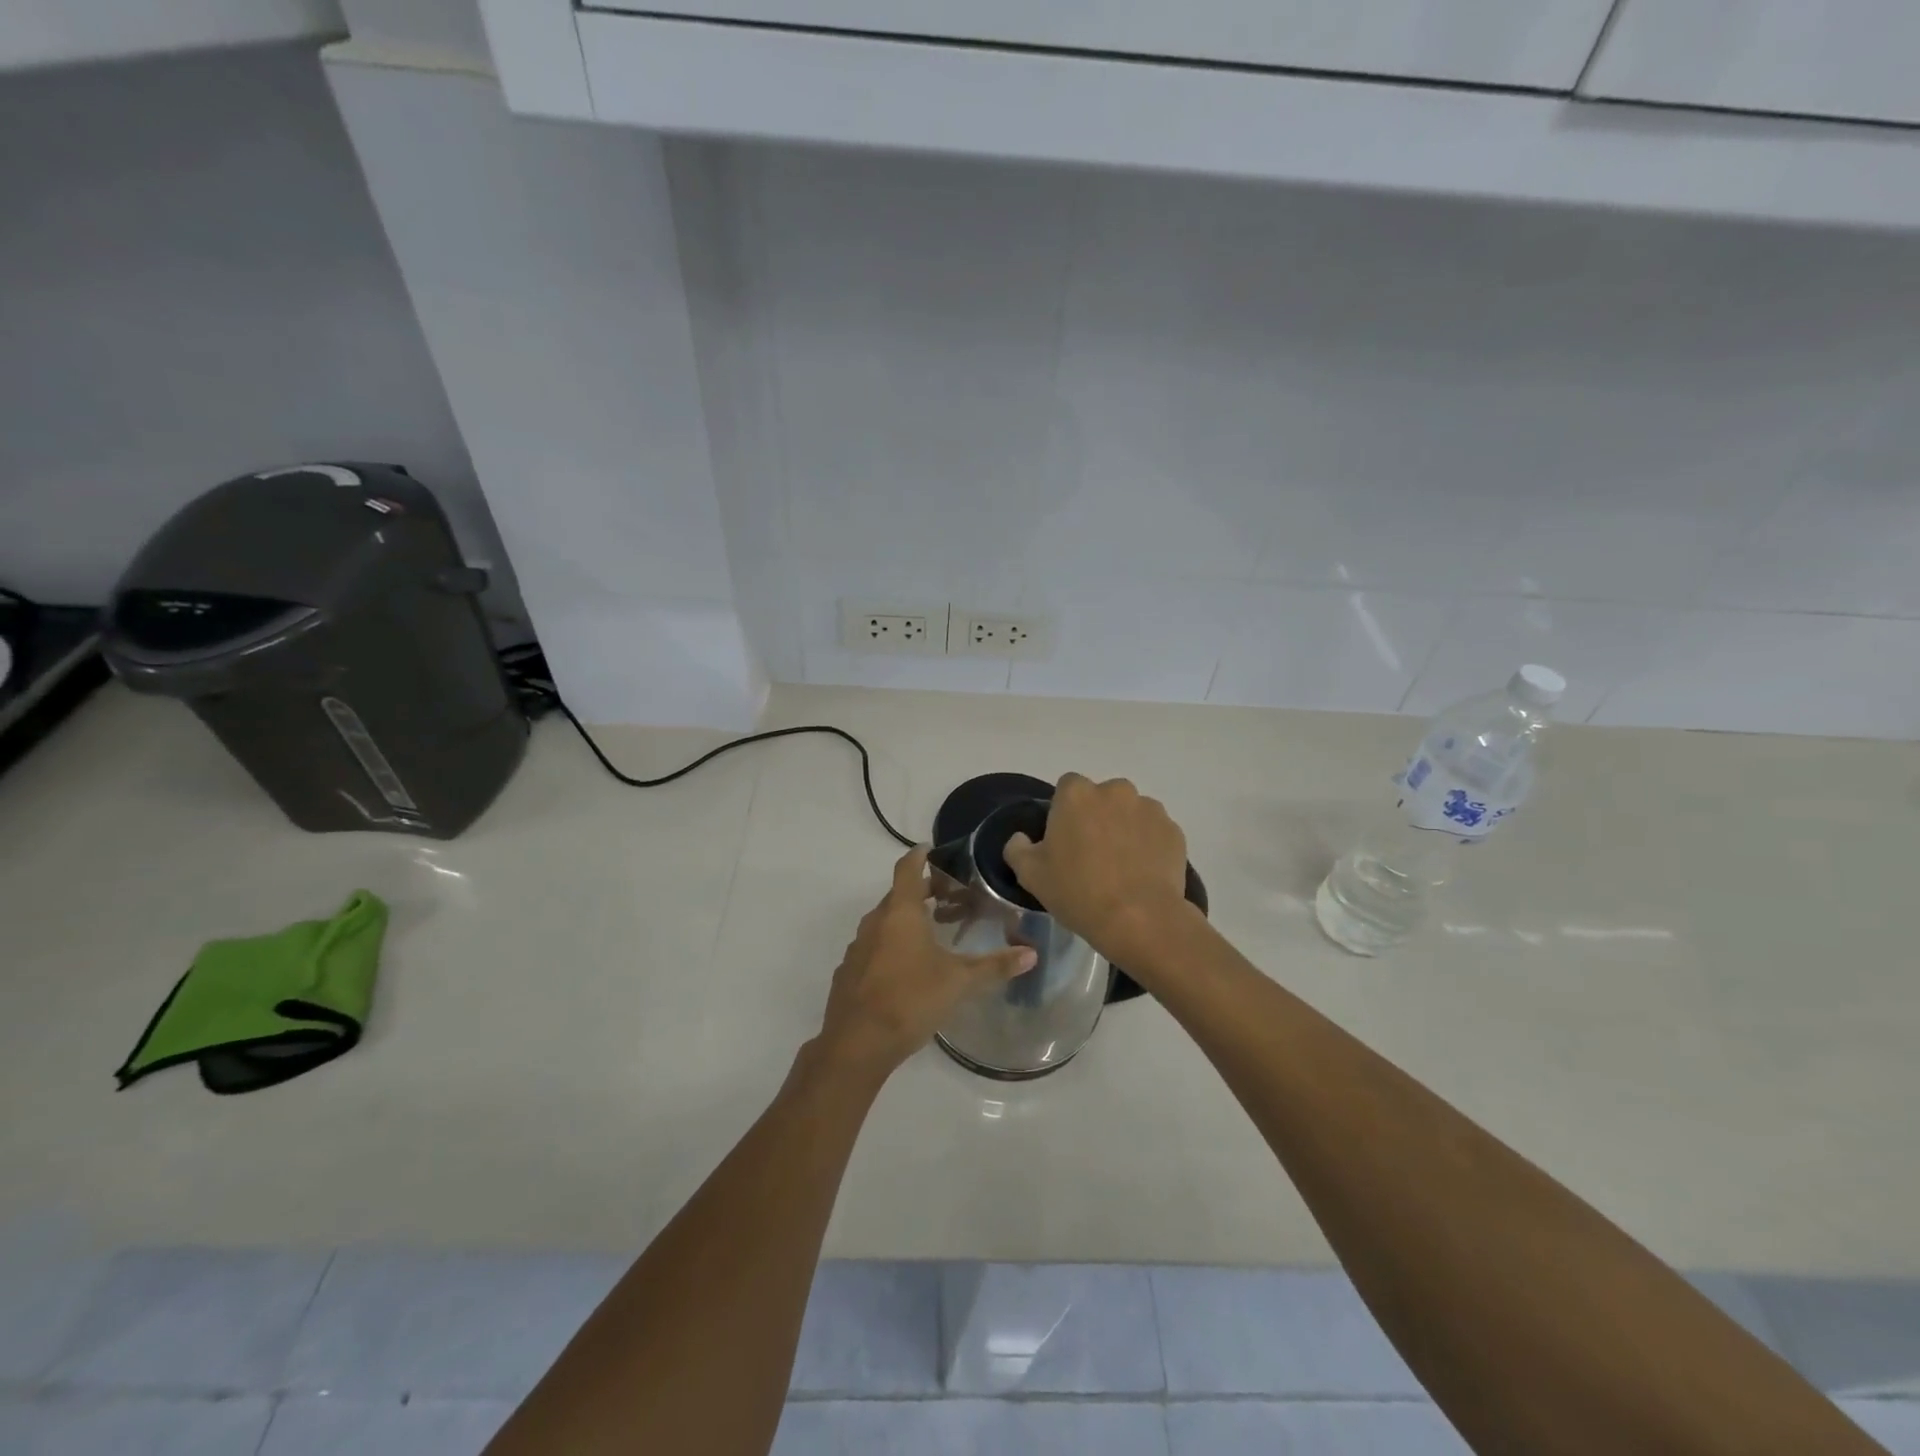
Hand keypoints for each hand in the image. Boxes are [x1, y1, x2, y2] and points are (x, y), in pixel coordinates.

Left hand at [816, 847, 1036, 1079]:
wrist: (856, 1043)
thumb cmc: (910, 1000)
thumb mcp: (959, 982)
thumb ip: (995, 966)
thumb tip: (1032, 954)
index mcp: (900, 913)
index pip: (908, 869)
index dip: (919, 856)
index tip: (931, 848)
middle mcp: (875, 922)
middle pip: (898, 896)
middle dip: (921, 892)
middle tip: (948, 897)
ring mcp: (857, 948)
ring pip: (884, 923)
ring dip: (905, 921)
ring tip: (931, 932)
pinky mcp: (849, 972)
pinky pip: (872, 947)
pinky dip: (890, 946)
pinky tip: (906, 968)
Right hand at [1002, 773, 1190, 966]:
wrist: (1140, 919)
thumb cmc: (1078, 892)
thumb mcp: (1030, 875)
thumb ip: (1017, 848)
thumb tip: (1021, 838)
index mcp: (1076, 794)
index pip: (1066, 787)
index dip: (1064, 812)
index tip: (1064, 840)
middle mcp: (1115, 790)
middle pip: (1101, 797)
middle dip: (1097, 817)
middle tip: (1092, 854)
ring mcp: (1149, 808)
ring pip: (1130, 812)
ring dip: (1124, 829)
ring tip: (1121, 866)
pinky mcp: (1174, 830)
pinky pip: (1154, 832)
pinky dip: (1148, 845)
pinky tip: (1142, 873)